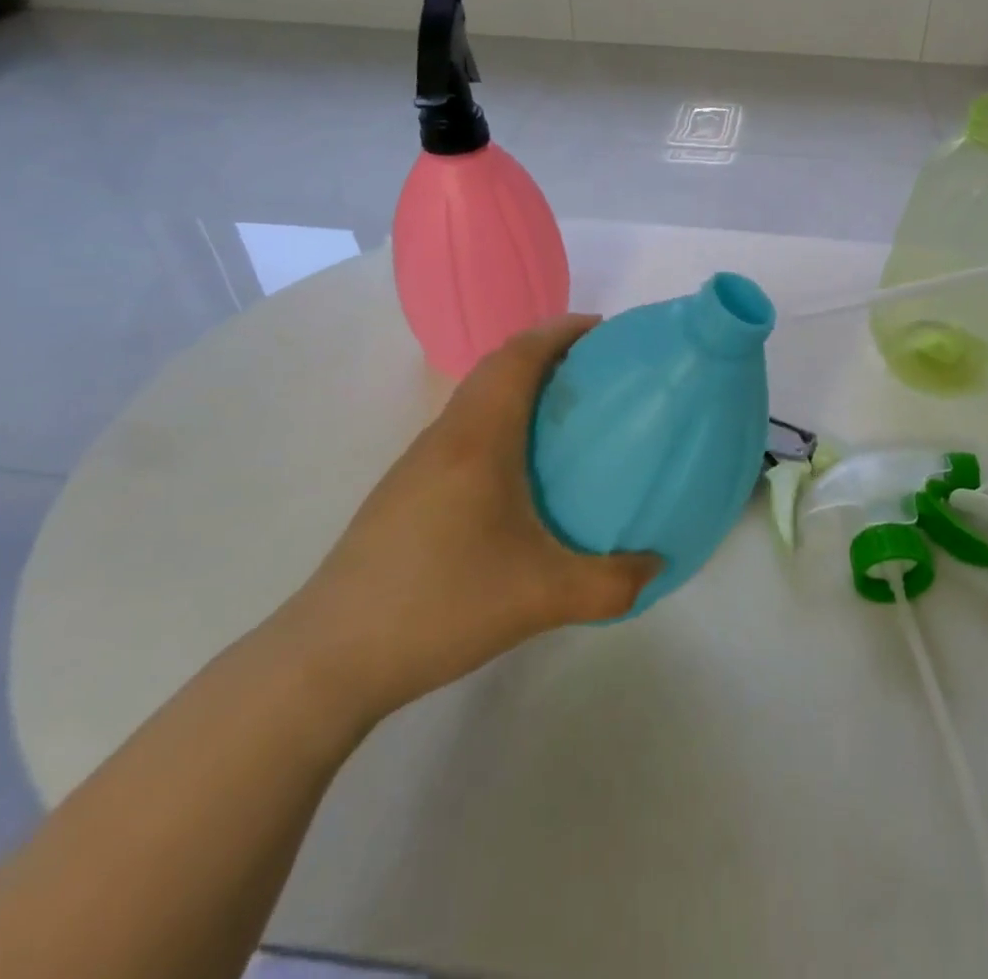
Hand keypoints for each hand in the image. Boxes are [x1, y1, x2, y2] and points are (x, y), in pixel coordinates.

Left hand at [281, 315, 660, 726]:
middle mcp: (445, 436)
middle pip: (496, 367)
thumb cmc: (440, 605)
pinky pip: (462, 430)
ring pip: (475, 399)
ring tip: (565, 413)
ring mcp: (417, 463)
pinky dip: (499, 420)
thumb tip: (658, 565)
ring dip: (518, 386)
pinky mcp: (404, 491)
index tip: (603, 330)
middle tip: (595, 370)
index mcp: (478, 439)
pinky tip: (518, 470)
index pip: (518, 356)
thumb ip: (612, 583)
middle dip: (546, 352)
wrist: (330, 657)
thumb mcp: (542, 598)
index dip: (560, 331)